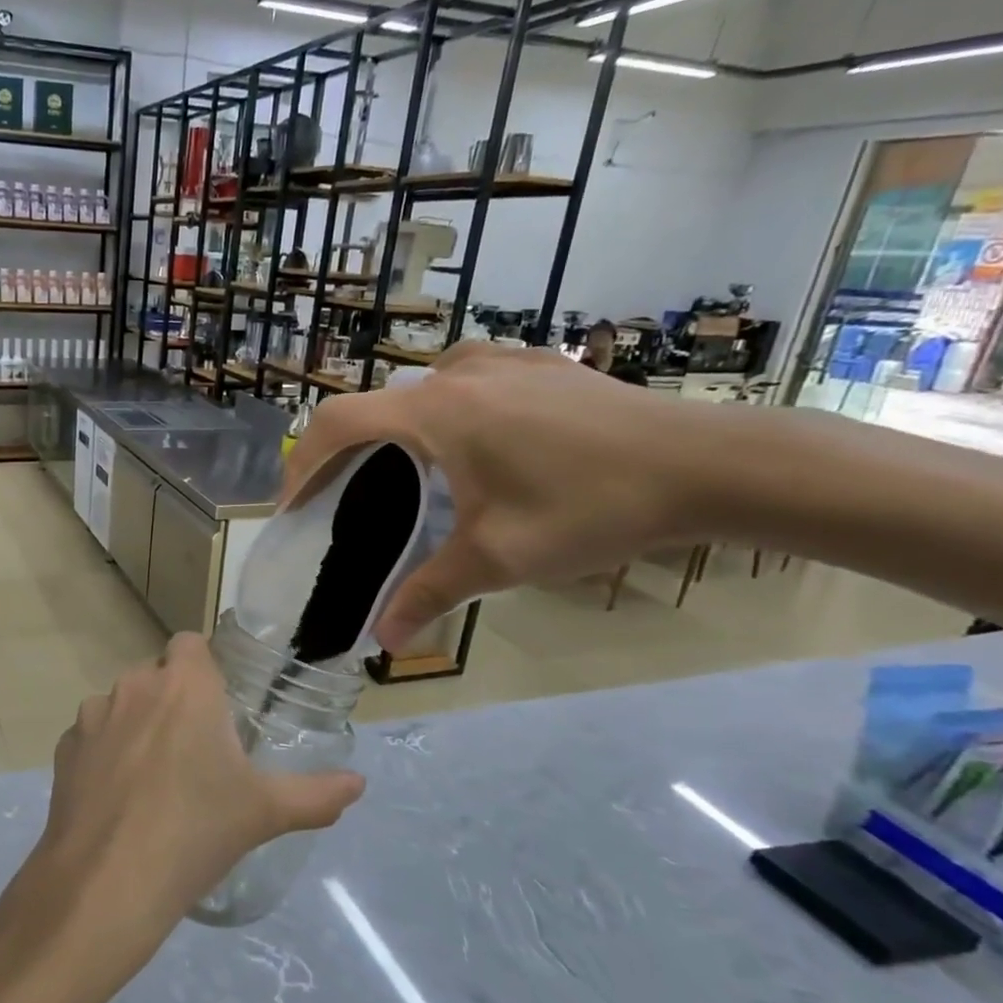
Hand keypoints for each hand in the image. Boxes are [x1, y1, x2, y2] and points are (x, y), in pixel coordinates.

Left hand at [30, 632, 363, 965]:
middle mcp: (135, 686)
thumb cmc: (196, 832)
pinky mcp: (65, 747)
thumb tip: (359, 784)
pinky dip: (104, 752)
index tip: (217, 703)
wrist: (108, 880)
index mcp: (185, 686)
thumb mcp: (265, 813)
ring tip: (154, 778)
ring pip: (121, 703)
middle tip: (194, 749)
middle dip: (173, 698)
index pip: (191, 643)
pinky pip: (92, 735)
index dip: (203, 666)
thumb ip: (316, 794)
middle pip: (156, 674)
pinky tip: (117, 797)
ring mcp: (93, 715)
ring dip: (137, 724)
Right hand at [280, 341, 709, 650]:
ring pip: (419, 388)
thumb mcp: (499, 558)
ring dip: (393, 427)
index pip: (336, 423)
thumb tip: (383, 640)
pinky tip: (469, 440)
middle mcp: (457, 374)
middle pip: (373, 406)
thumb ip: (428, 593)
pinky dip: (441, 408)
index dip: (301, 464)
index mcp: (435, 413)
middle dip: (344, 452)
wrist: (709, 464)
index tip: (292, 507)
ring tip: (401, 472)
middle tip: (342, 500)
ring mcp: (502, 361)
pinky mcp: (539, 364)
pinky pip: (465, 378)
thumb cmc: (591, 507)